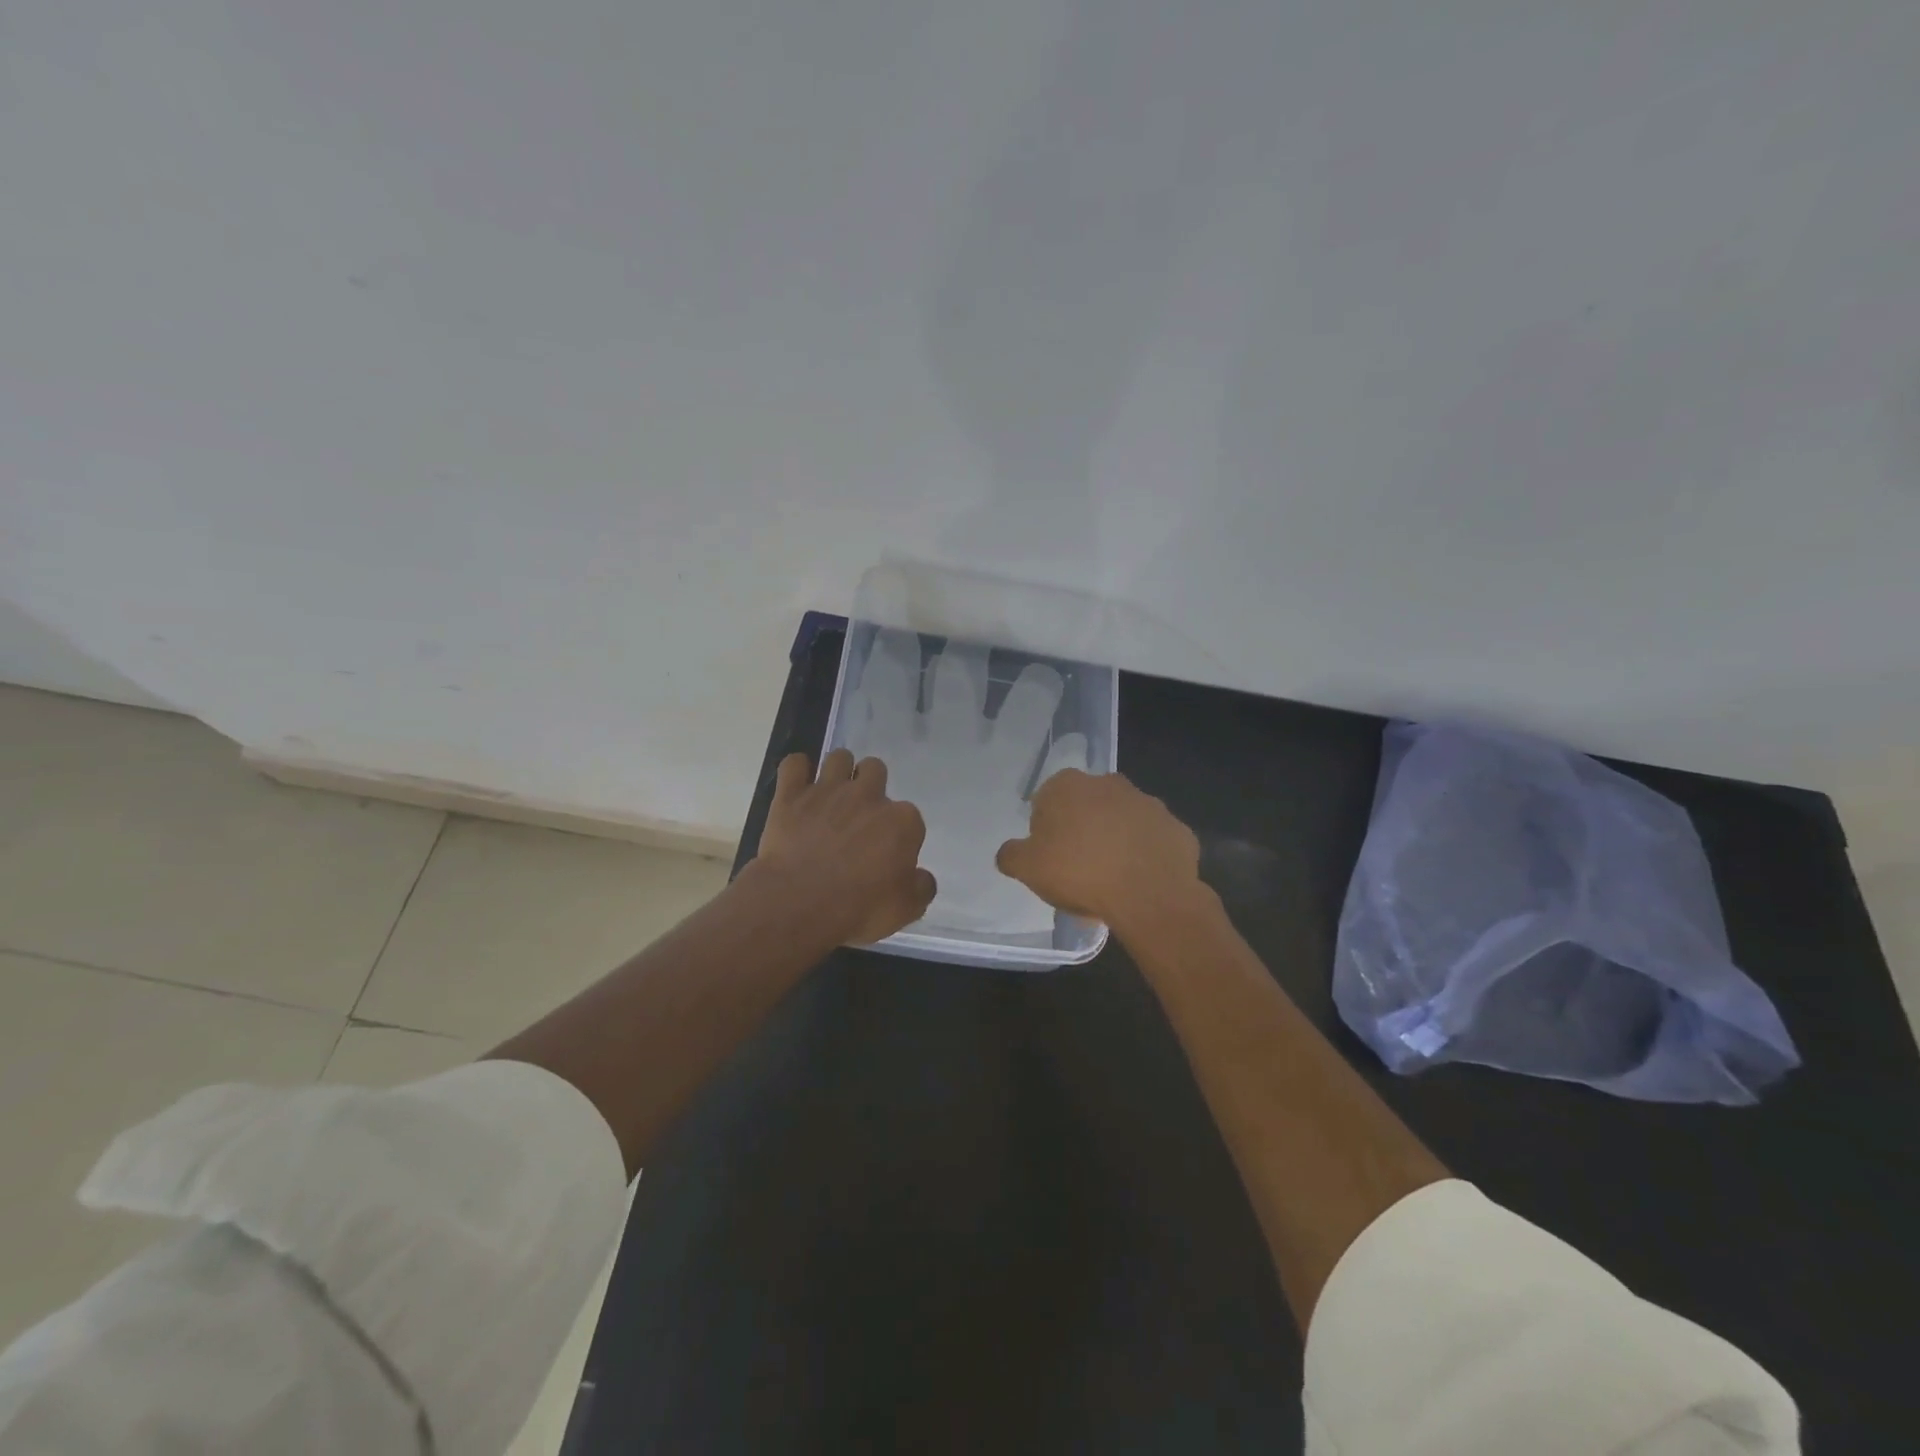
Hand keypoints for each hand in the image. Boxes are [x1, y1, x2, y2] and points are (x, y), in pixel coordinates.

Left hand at [752, 749, 936, 945]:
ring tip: (831, 795)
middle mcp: (868, 796)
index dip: (898, 834)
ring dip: (838, 771)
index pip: (909, 817)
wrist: (799, 904)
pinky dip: (797, 770)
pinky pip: (794, 764)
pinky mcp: (791, 795)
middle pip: (875, 770)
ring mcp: (828, 790)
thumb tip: (921, 877)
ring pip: (840, 758)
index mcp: (902, 821)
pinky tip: (798, 785)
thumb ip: (921, 888)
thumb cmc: (859, 909)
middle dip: (870, 786)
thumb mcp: (905, 910)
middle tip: (858, 816)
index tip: (886, 854)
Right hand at [994, 769, 1203, 930]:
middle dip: (1081, 830)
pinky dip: (1144, 855)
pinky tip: (1138, 882)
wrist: (1150, 896)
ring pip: (1121, 821)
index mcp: (1068, 786)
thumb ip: (1011, 855)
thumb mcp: (1027, 868)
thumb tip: (1009, 852)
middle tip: (1076, 868)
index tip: (1048, 856)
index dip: (1044, 829)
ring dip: (1114, 840)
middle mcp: (1109, 783)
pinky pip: (1151, 841)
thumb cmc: (1080, 873)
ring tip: (1109, 879)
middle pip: (1085, 806)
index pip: (1045, 800)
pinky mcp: (1176, 828)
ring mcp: (1147, 803)